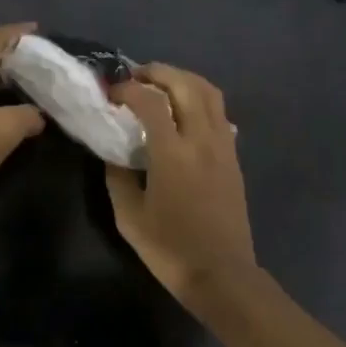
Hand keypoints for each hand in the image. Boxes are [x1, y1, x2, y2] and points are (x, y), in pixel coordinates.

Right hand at [106, 63, 257, 304]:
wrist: (221, 273)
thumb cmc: (170, 249)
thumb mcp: (129, 217)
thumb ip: (117, 176)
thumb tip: (113, 150)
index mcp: (173, 154)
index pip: (151, 102)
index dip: (128, 89)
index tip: (111, 93)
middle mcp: (202, 140)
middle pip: (186, 85)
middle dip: (159, 73)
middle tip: (136, 77)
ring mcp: (223, 146)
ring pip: (210, 93)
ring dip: (184, 80)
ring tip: (161, 86)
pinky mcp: (234, 157)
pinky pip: (220, 113)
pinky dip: (200, 99)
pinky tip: (185, 112)